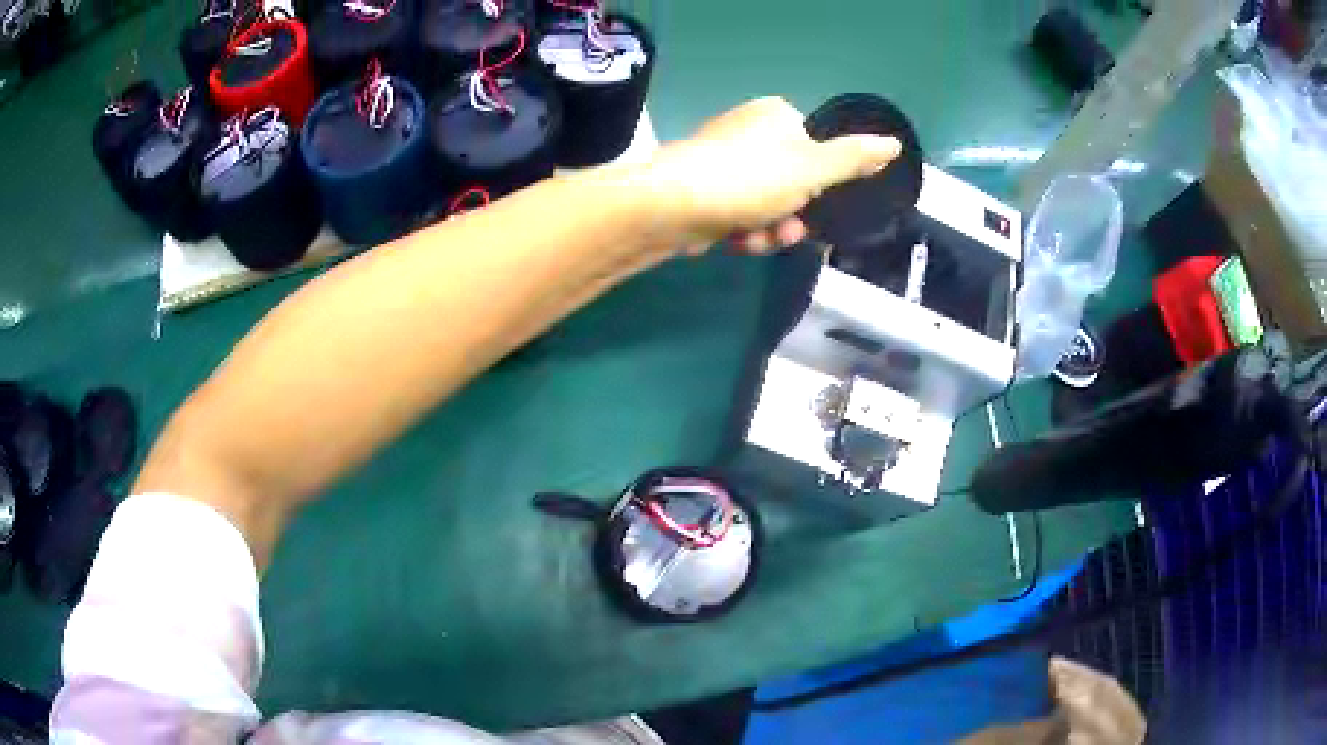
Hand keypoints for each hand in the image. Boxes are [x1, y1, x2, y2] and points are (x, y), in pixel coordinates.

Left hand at [643, 97, 900, 254]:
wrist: (670, 206)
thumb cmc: (749, 179)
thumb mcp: (813, 168)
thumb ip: (854, 158)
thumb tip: (894, 144)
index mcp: (775, 115)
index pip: (816, 150)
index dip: (820, 183)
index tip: (815, 201)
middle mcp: (747, 131)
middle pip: (792, 182)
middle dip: (792, 215)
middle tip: (784, 229)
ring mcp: (722, 161)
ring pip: (767, 204)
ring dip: (769, 230)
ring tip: (755, 239)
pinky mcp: (702, 190)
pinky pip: (739, 213)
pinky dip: (743, 232)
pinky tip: (734, 242)